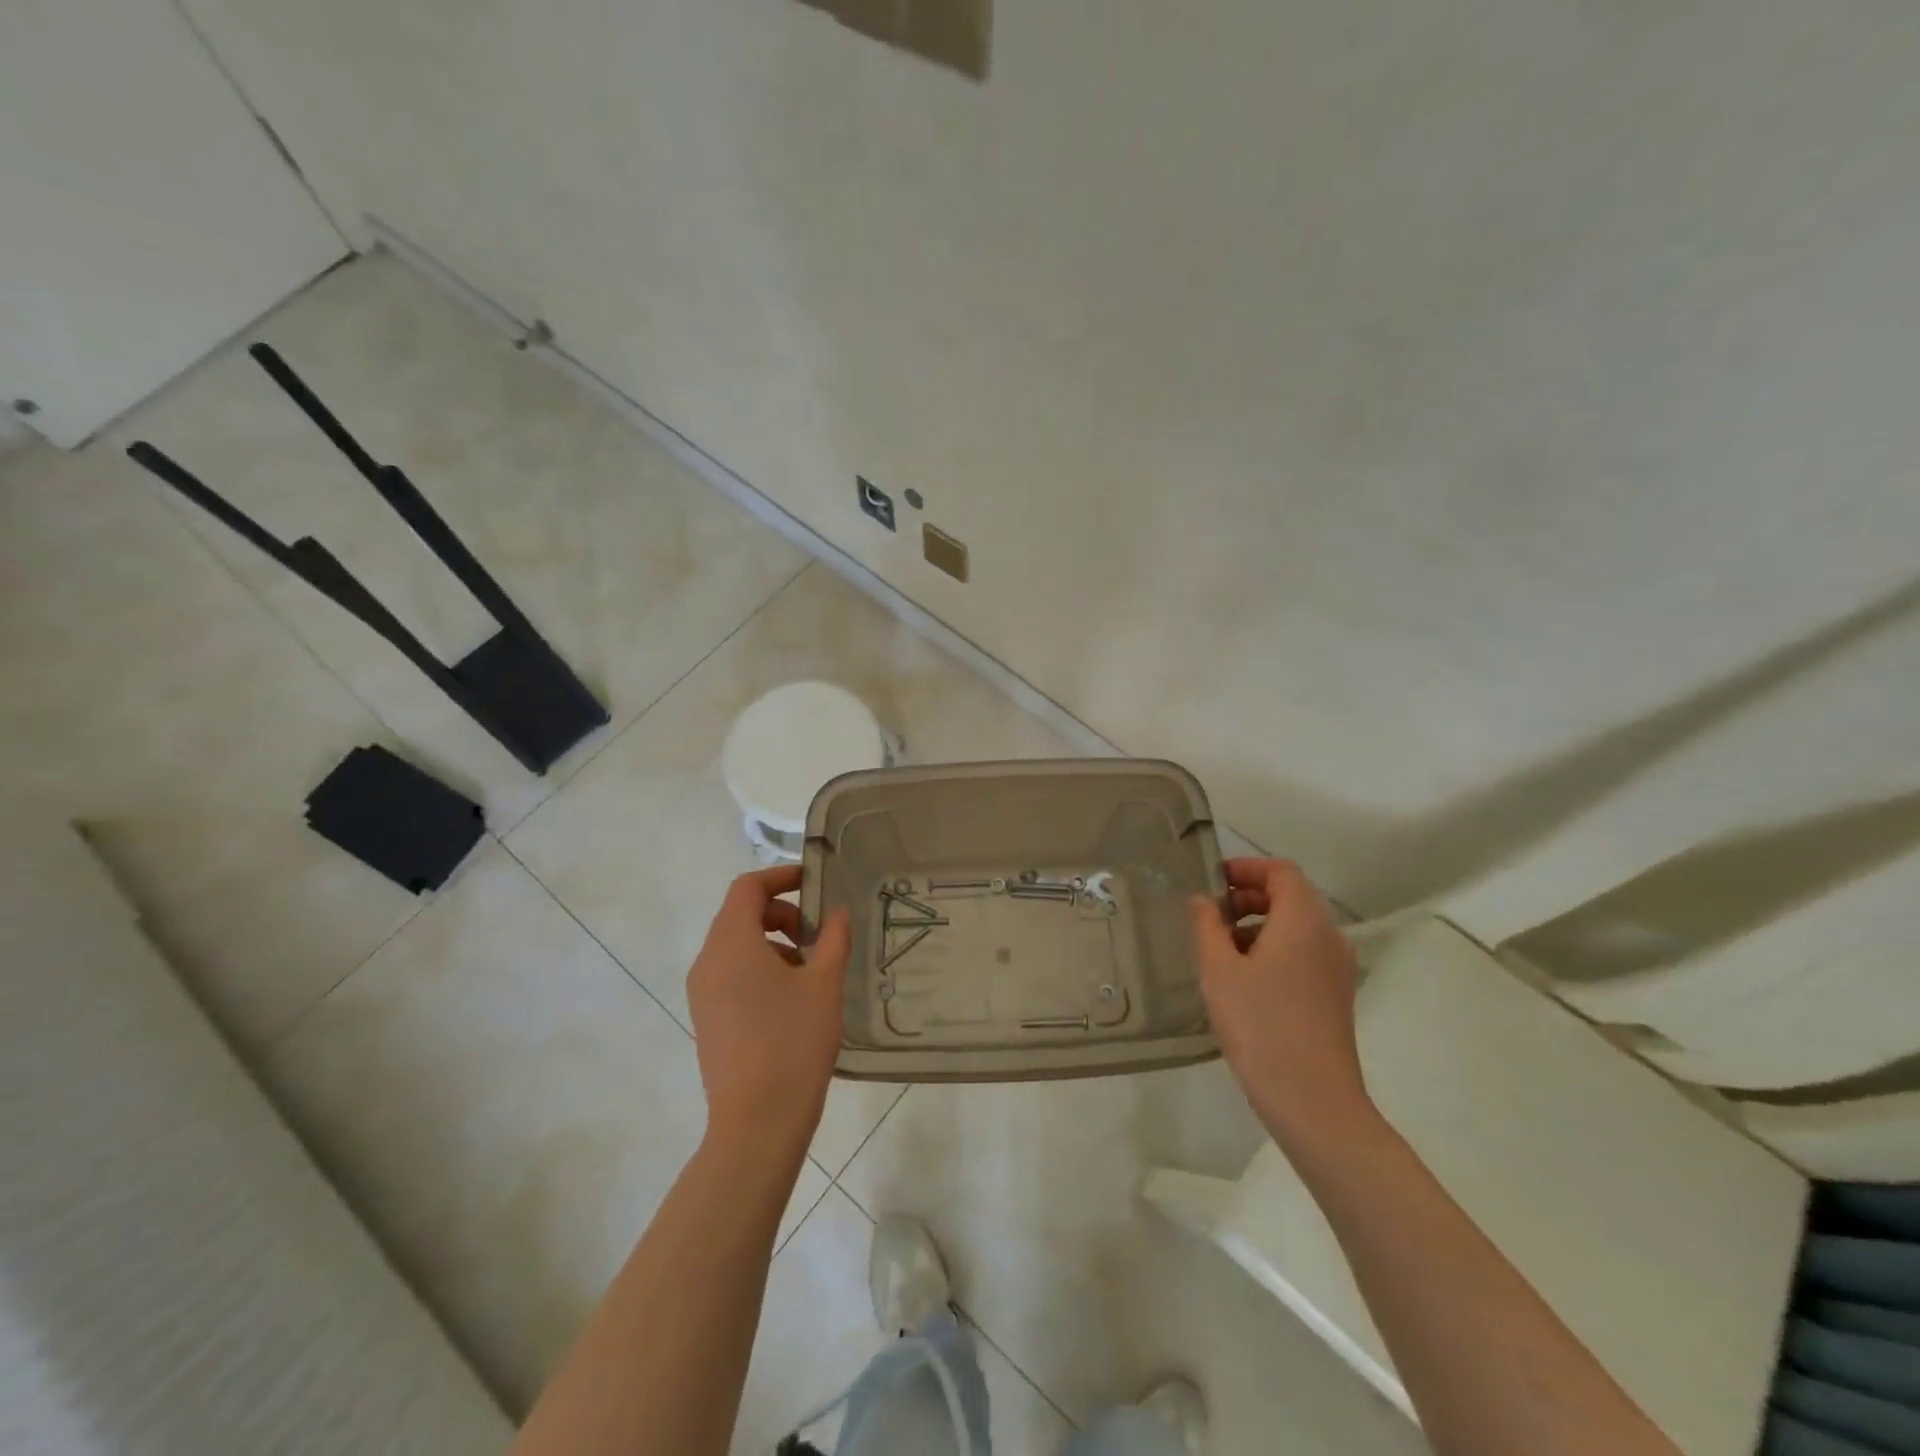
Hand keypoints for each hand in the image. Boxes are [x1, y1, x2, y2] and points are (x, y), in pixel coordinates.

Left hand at [687, 865, 850, 1154]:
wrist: (757, 1122)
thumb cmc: (793, 1043)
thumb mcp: (824, 984)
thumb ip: (833, 940)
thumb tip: (838, 914)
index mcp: (732, 944)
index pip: (747, 888)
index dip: (780, 877)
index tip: (812, 882)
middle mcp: (707, 962)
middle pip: (739, 914)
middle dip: (780, 913)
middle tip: (817, 934)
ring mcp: (702, 993)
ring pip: (735, 945)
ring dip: (772, 941)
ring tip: (810, 970)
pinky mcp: (706, 1018)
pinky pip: (730, 973)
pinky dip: (759, 967)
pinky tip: (791, 998)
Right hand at [1188, 858, 1373, 1148]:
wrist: (1312, 1100)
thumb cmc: (1259, 1024)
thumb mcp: (1218, 970)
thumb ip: (1207, 926)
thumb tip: (1203, 901)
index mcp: (1304, 921)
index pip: (1281, 871)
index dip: (1246, 868)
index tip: (1213, 881)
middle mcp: (1328, 937)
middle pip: (1292, 896)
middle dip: (1250, 896)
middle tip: (1212, 914)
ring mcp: (1337, 969)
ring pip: (1298, 927)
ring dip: (1260, 924)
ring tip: (1221, 949)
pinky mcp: (1335, 996)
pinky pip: (1304, 953)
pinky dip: (1275, 949)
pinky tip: (1244, 979)